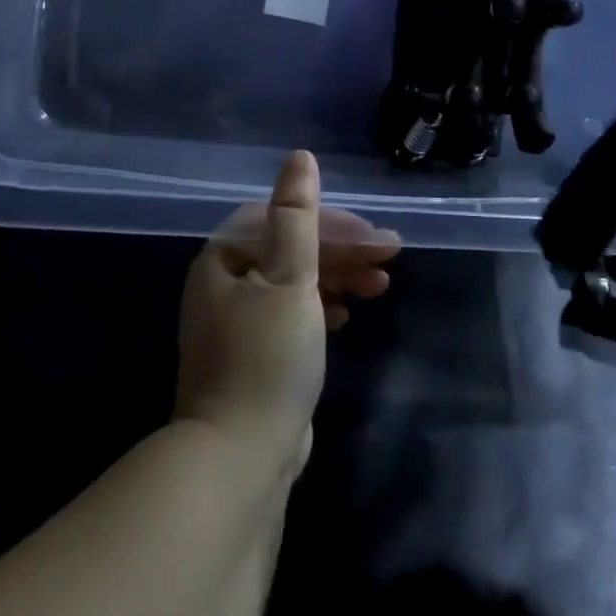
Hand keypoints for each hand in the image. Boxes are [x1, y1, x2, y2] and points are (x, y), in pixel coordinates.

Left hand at [174, 151, 399, 472]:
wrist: (240, 458)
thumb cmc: (266, 356)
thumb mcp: (289, 278)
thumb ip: (297, 215)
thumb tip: (300, 157)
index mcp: (225, 259)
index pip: (284, 221)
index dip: (335, 224)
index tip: (376, 239)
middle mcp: (225, 284)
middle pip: (292, 250)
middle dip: (344, 252)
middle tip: (390, 259)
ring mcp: (238, 323)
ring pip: (296, 283)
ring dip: (339, 278)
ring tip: (381, 288)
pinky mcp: (254, 356)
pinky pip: (293, 314)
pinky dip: (323, 307)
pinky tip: (348, 316)